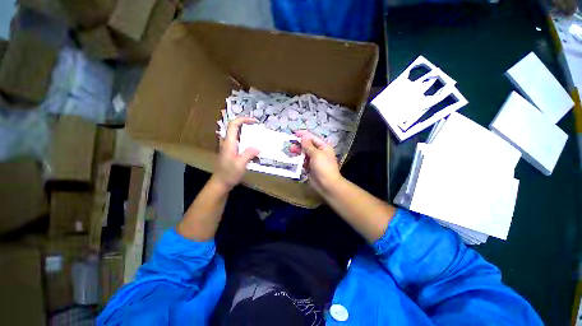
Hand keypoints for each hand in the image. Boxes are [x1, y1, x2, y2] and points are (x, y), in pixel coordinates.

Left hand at [213, 117, 259, 190]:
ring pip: (239, 136)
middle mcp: (228, 143)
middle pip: (236, 128)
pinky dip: (248, 142)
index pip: (233, 125)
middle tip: (258, 128)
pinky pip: (241, 143)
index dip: (243, 119)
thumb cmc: (229, 174)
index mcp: (229, 143)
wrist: (220, 183)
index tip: (254, 121)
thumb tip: (258, 147)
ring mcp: (230, 148)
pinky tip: (255, 149)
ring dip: (248, 134)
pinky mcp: (232, 153)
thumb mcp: (240, 164)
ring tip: (259, 137)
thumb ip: (249, 154)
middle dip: (247, 125)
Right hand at [295, 130, 342, 193]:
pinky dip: (299, 160)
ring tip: (291, 152)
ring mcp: (315, 160)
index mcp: (323, 146)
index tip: (294, 133)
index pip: (312, 137)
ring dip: (298, 152)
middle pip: (307, 145)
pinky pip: (303, 161)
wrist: (327, 184)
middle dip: (299, 144)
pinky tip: (294, 160)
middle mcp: (319, 151)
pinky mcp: (310, 167)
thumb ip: (308, 145)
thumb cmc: (323, 167)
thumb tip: (304, 135)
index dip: (303, 135)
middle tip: (291, 146)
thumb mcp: (316, 154)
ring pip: (304, 153)